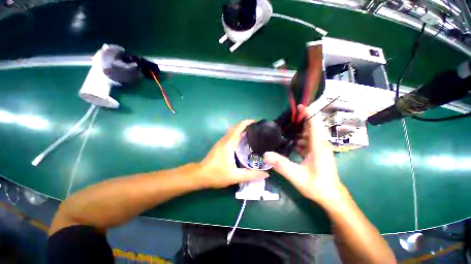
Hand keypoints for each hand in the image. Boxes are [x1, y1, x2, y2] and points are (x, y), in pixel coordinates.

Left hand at [199, 120, 268, 188]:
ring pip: (232, 131)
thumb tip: (266, 175)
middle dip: (246, 125)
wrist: (200, 175)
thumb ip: (251, 175)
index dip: (247, 122)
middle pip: (236, 128)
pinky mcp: (219, 145)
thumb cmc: (216, 174)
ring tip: (252, 134)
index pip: (238, 128)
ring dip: (241, 130)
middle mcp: (225, 140)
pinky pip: (230, 136)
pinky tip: (242, 142)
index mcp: (229, 143)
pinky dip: (237, 135)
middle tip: (257, 129)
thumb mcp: (235, 176)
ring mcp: (221, 142)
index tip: (256, 122)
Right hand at [263, 105, 346, 206]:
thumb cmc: (317, 186)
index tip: (298, 106)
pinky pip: (307, 141)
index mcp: (318, 146)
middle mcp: (320, 144)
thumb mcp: (297, 176)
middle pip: (311, 127)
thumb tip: (265, 154)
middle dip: (300, 120)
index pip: (314, 124)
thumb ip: (281, 164)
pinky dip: (299, 139)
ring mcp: (319, 149)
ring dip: (298, 130)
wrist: (331, 197)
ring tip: (284, 128)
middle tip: (285, 118)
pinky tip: (289, 141)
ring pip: (309, 134)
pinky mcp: (316, 153)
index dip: (308, 113)